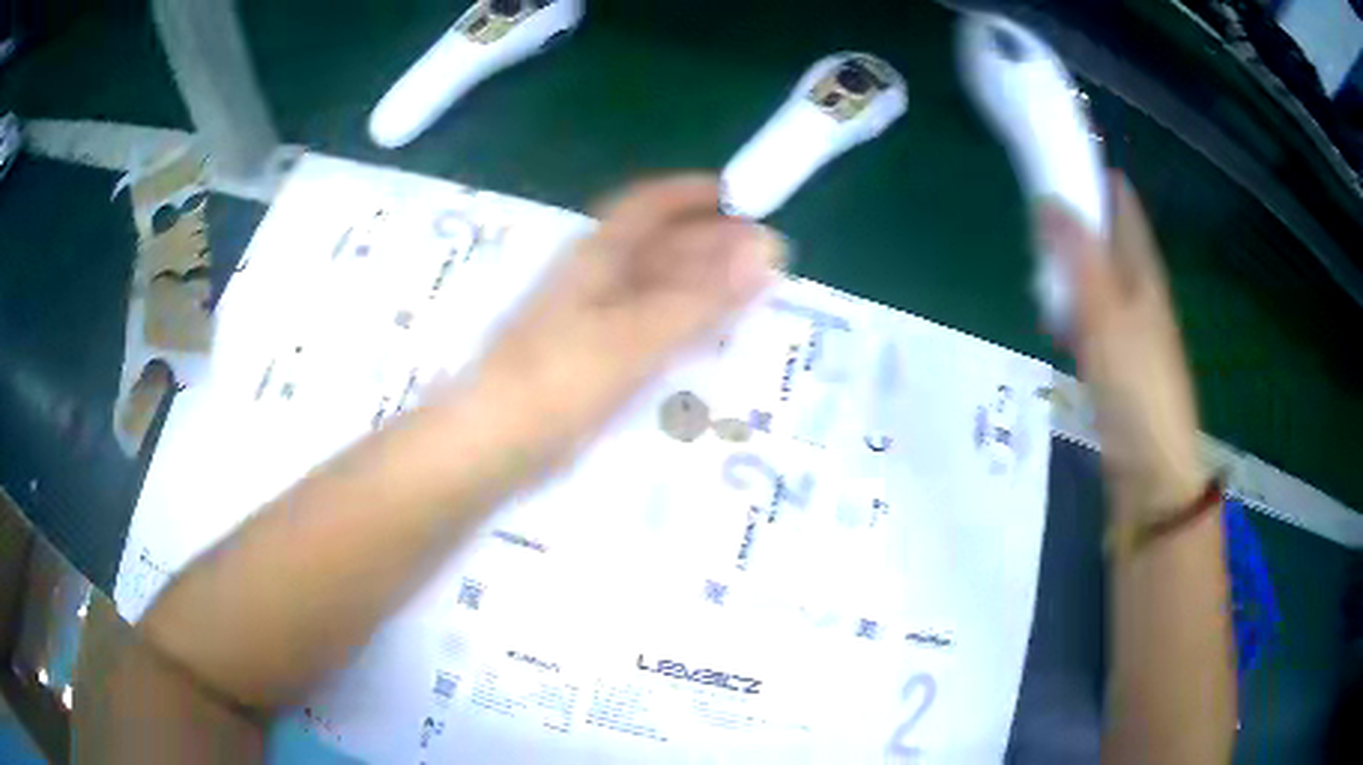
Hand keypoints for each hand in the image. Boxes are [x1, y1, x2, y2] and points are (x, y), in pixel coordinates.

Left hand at [470, 174, 784, 455]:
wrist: (494, 444)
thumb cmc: (558, 380)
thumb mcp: (636, 335)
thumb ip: (702, 297)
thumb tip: (767, 249)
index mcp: (597, 255)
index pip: (651, 204)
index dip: (696, 194)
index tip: (747, 199)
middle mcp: (595, 280)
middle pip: (660, 246)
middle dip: (712, 245)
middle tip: (768, 258)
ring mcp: (594, 322)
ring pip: (657, 289)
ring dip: (703, 287)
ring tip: (755, 295)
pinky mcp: (595, 362)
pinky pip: (650, 330)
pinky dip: (684, 326)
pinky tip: (712, 340)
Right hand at [1041, 173, 1205, 518]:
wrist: (1151, 469)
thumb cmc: (1137, 387)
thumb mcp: (1106, 315)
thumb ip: (1079, 257)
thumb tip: (1049, 199)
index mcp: (1142, 268)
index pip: (1118, 201)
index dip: (1088, 174)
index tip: (1048, 160)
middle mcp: (1137, 286)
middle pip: (1102, 233)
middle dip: (1068, 218)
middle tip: (1030, 219)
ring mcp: (1127, 321)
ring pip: (1091, 273)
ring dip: (1065, 264)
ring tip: (1033, 266)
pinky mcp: (1114, 354)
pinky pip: (1087, 313)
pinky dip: (1067, 306)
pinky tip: (1050, 317)